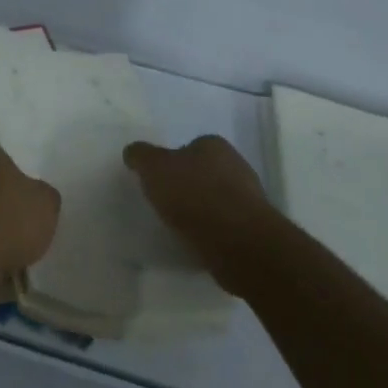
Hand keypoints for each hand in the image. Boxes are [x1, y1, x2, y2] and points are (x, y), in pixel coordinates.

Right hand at [125, 136, 274, 295]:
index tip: (158, 179)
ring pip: (216, 200)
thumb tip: (133, 152)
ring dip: (201, 210)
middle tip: (166, 202)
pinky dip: (212, 232)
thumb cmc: (193, 194)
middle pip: (204, 172)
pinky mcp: (254, 230)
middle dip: (188, 185)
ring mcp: (249, 200)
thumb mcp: (153, 167)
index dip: (172, 161)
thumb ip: (141, 156)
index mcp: (214, 145)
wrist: (238, 242)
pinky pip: (225, 226)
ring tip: (179, 226)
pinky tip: (198, 242)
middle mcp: (236, 166)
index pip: (189, 146)